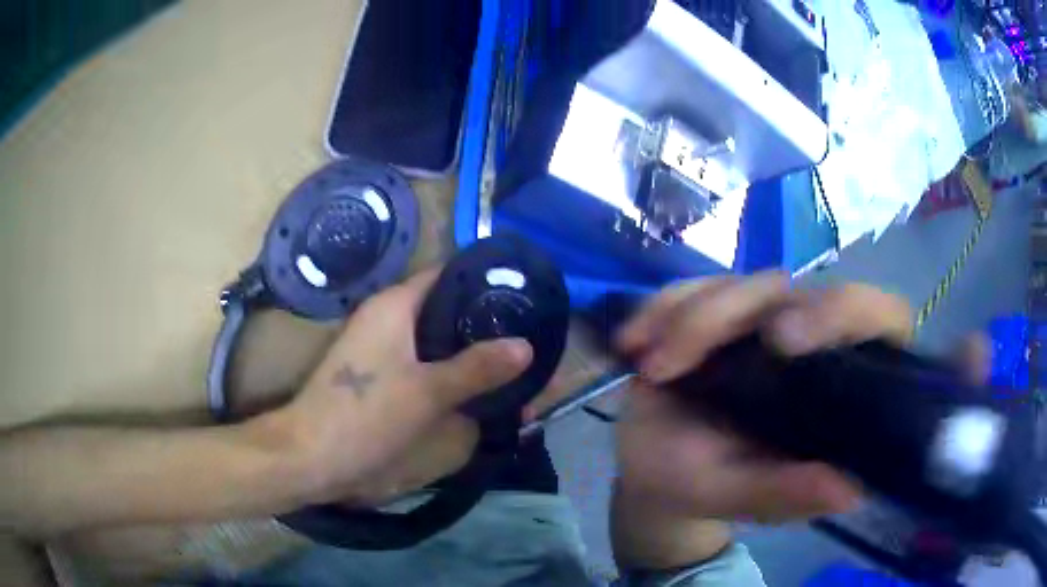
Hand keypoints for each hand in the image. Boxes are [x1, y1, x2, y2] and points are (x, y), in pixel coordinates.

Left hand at [274, 269, 532, 504]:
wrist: (312, 455)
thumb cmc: (364, 413)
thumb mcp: (427, 391)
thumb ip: (477, 368)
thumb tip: (526, 346)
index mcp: (395, 305)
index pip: (447, 276)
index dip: (485, 281)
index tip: (523, 296)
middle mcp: (388, 318)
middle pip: (445, 309)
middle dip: (485, 323)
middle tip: (527, 335)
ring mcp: (383, 348)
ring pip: (437, 340)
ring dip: (470, 351)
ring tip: (513, 362)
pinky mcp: (382, 376)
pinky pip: (425, 363)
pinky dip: (451, 371)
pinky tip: (479, 387)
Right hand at [614, 274, 916, 525]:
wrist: (653, 474)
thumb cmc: (707, 487)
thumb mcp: (744, 497)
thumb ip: (790, 493)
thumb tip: (850, 492)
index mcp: (837, 382)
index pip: (876, 319)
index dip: (848, 311)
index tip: (786, 342)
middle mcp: (808, 341)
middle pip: (797, 291)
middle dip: (738, 311)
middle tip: (685, 354)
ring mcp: (759, 320)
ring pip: (740, 285)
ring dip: (689, 321)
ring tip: (652, 370)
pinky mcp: (713, 311)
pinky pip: (689, 288)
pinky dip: (659, 310)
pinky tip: (633, 344)